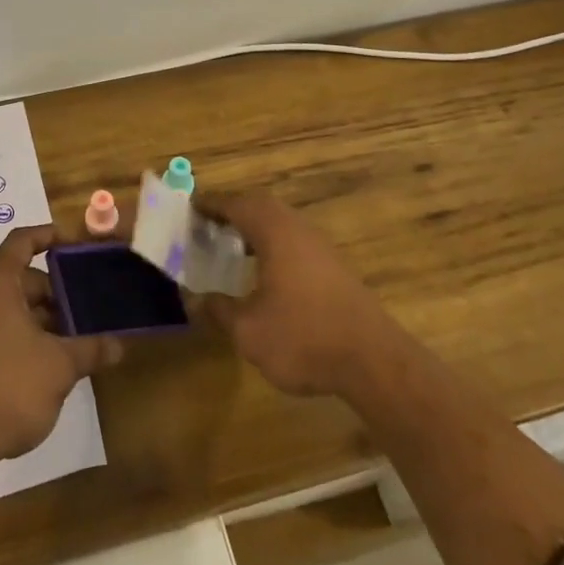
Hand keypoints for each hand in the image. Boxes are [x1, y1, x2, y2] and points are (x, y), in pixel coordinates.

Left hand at [0, 226, 122, 473]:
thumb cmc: (7, 388)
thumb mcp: (59, 367)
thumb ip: (90, 349)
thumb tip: (118, 345)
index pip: (22, 241)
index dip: (49, 236)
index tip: (75, 244)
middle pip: (20, 278)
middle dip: (54, 291)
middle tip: (86, 308)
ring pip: (9, 307)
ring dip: (40, 318)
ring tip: (72, 339)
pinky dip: (21, 335)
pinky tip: (45, 365)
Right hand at [187, 191, 399, 399]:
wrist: (374, 360)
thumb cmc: (304, 337)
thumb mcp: (249, 331)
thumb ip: (219, 311)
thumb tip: (195, 299)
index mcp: (273, 231)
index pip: (235, 204)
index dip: (210, 204)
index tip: (189, 207)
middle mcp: (296, 227)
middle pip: (259, 206)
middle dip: (232, 211)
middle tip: (207, 225)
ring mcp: (319, 245)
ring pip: (279, 222)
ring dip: (254, 227)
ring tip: (230, 246)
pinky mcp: (333, 265)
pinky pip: (293, 239)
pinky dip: (272, 243)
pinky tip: (264, 271)